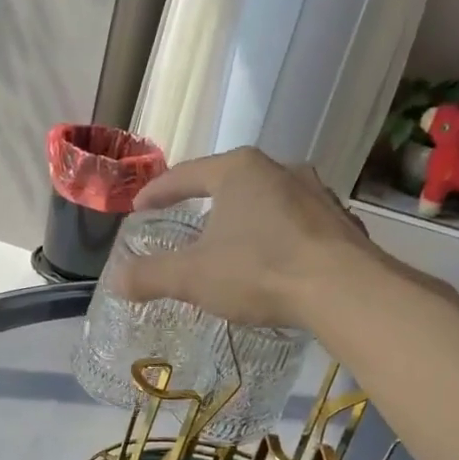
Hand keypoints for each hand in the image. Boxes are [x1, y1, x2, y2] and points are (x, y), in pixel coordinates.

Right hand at [113, 149, 376, 329]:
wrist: (344, 290)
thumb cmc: (259, 270)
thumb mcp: (192, 276)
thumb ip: (150, 275)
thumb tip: (115, 279)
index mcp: (239, 171)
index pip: (186, 175)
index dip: (158, 192)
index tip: (139, 207)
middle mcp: (279, 169)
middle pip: (230, 182)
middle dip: (206, 202)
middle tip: (187, 222)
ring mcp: (316, 193)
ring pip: (267, 201)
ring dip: (246, 218)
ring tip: (232, 242)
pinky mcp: (340, 221)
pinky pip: (295, 224)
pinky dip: (276, 237)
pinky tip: (273, 260)